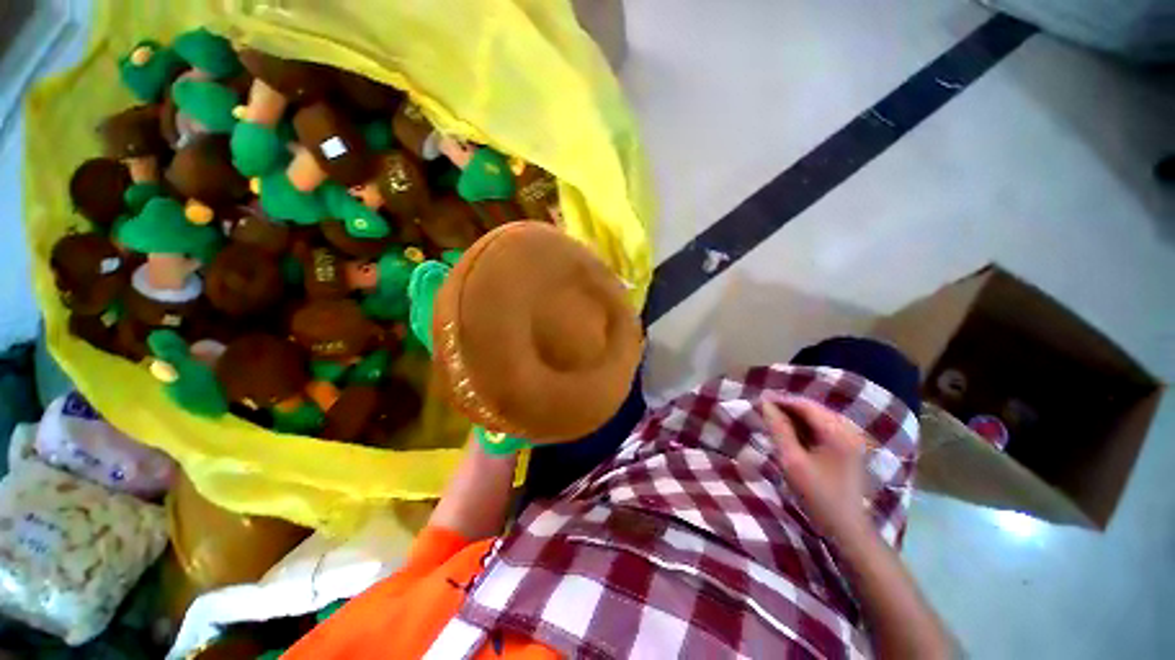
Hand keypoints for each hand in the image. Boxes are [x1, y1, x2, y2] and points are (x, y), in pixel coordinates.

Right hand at [762, 399, 870, 543]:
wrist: (846, 529)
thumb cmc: (818, 495)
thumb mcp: (792, 461)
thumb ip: (779, 430)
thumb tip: (765, 404)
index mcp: (837, 432)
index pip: (806, 405)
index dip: (782, 400)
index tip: (759, 399)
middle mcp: (847, 431)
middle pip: (813, 409)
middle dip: (787, 407)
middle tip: (763, 409)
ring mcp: (849, 440)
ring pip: (817, 418)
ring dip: (794, 417)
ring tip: (772, 419)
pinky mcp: (847, 450)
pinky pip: (822, 429)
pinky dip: (804, 427)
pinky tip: (789, 432)